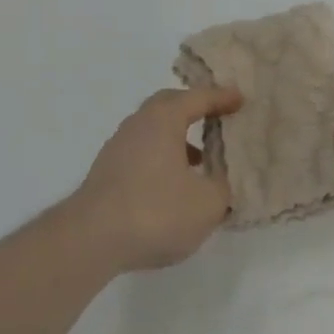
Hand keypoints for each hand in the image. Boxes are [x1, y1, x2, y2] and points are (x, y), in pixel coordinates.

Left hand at [66, 86, 243, 274]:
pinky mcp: (109, 168)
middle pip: (171, 105)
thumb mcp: (206, 204)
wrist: (93, 235)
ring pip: (155, 128)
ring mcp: (120, 144)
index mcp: (164, 118)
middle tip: (217, 118)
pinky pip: (144, 149)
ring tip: (201, 160)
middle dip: (195, 109)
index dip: (221, 98)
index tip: (240, 98)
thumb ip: (222, 187)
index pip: (197, 98)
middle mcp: (139, 121)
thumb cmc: (155, 210)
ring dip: (179, 137)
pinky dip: (163, 156)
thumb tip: (221, 180)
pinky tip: (173, 184)